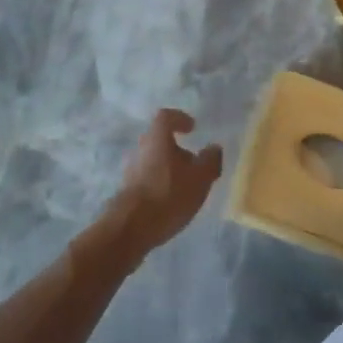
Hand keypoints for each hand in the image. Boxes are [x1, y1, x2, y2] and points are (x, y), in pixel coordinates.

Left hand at [102, 109, 222, 258]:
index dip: (180, 119)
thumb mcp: (199, 178)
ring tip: (185, 186)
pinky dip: (160, 183)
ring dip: (169, 168)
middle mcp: (141, 147)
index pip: (166, 117)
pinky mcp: (128, 190)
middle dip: (176, 149)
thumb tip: (214, 148)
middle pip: (159, 140)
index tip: (192, 128)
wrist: (131, 226)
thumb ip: (210, 160)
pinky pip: (147, 178)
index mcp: (157, 137)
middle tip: (193, 163)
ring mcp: (131, 169)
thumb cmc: (169, 193)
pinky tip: (172, 200)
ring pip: (153, 160)